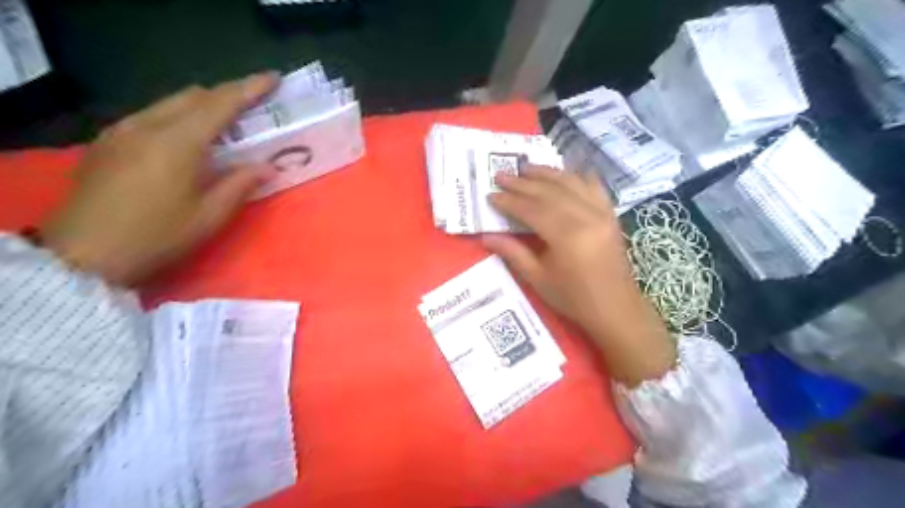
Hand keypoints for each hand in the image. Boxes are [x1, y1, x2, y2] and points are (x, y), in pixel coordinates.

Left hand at [42, 72, 276, 284]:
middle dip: (226, 97)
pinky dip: (177, 118)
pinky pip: (150, 116)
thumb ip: (240, 184)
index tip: (272, 78)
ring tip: (222, 127)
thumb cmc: (157, 236)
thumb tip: (267, 167)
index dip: (249, 88)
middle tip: (252, 111)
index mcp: (178, 142)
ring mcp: (122, 130)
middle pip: (193, 95)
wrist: (85, 254)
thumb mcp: (210, 216)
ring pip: (169, 103)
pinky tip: (184, 142)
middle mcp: (148, 125)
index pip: (221, 103)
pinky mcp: (107, 142)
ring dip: (201, 107)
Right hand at [487, 166, 670, 385]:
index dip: (510, 201)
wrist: (615, 308)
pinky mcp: (611, 215)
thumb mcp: (538, 278)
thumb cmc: (573, 298)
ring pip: (571, 183)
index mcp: (566, 236)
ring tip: (527, 167)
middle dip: (523, 183)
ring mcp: (602, 213)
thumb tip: (485, 236)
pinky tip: (567, 171)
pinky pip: (594, 187)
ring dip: (547, 173)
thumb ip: (512, 252)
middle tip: (502, 175)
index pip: (531, 209)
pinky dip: (578, 177)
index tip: (491, 194)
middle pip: (549, 192)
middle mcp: (585, 217)